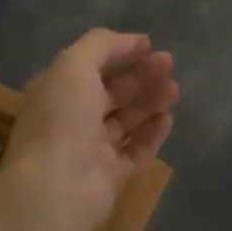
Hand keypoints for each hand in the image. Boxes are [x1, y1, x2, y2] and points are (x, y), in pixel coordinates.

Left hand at [0, 30, 177, 230]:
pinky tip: (168, 118)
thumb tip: (136, 41)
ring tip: (175, 90)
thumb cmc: (62, 119)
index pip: (91, 65)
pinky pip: (136, 150)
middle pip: (112, 91)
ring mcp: (91, 149)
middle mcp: (72, 118)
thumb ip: (102, 45)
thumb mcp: (74, 65)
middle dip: (141, 76)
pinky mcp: (111, 175)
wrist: (57, 189)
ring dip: (150, 101)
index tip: (149, 46)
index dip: (120, 52)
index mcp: (57, 91)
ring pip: (126, 119)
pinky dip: (152, 133)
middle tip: (170, 64)